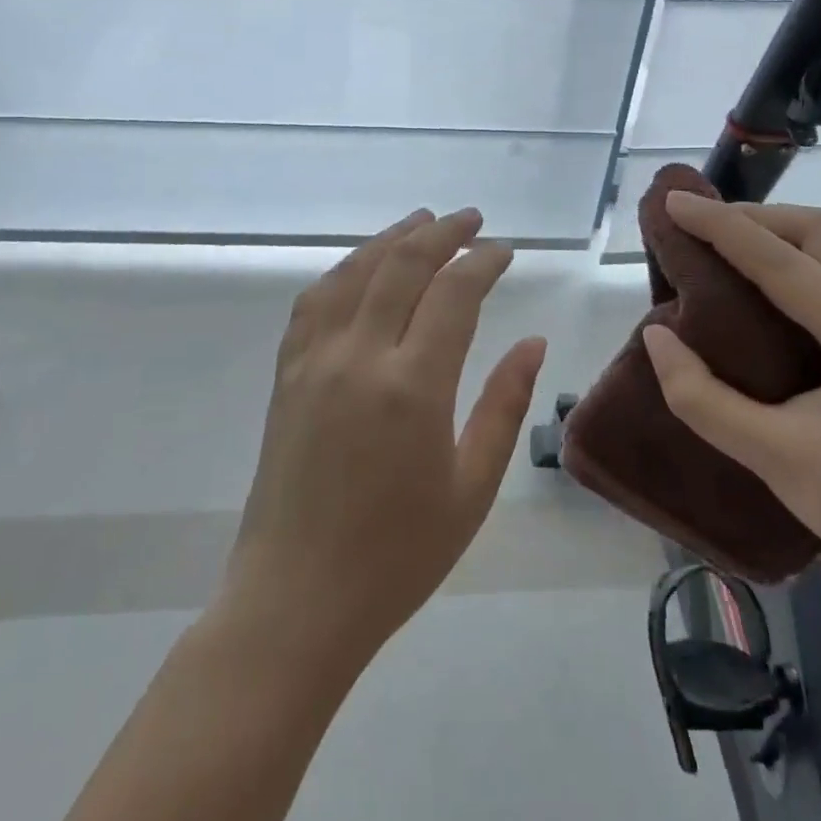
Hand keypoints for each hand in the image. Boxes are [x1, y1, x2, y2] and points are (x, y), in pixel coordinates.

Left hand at [222, 207, 547, 662]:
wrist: (296, 601)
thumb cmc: (397, 556)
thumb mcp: (471, 488)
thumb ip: (504, 406)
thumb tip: (533, 342)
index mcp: (413, 387)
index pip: (454, 293)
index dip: (482, 262)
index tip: (505, 251)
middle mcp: (360, 357)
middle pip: (402, 265)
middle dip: (441, 233)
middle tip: (471, 219)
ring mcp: (315, 361)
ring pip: (354, 272)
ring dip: (390, 239)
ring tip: (421, 222)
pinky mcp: (287, 375)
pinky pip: (314, 301)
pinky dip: (344, 270)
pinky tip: (360, 266)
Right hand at [642, 194, 820, 609]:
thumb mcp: (768, 457)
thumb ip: (700, 395)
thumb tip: (657, 335)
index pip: (784, 261)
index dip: (722, 226)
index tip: (675, 202)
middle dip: (756, 216)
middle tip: (699, 222)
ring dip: (782, 230)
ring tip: (727, 239)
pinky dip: (806, 254)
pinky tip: (771, 274)